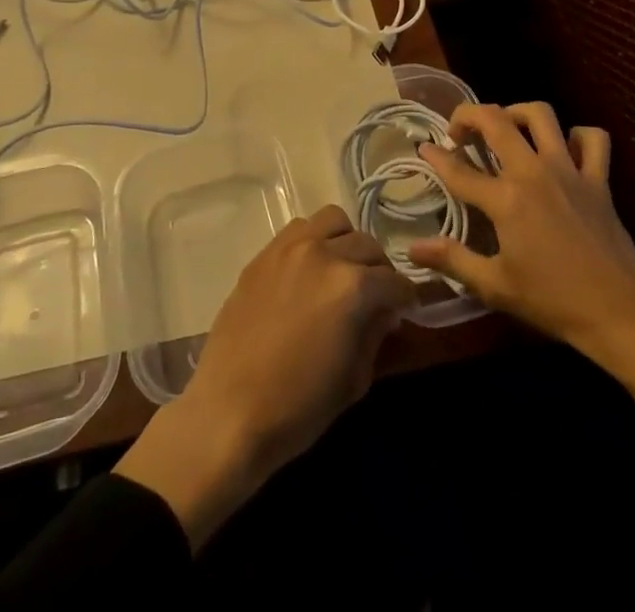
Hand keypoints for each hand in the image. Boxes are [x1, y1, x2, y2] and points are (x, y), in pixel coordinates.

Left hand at [114, 204, 413, 545]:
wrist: (228, 413)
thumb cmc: (298, 408)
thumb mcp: (354, 379)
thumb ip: (374, 334)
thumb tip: (384, 312)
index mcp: (351, 286)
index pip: (394, 280)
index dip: (406, 297)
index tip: (405, 308)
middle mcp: (323, 253)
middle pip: (367, 245)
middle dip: (379, 269)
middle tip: (376, 295)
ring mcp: (289, 248)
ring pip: (333, 221)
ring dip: (346, 243)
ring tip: (342, 271)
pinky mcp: (263, 254)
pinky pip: (299, 230)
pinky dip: (314, 241)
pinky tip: (310, 271)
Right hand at [407, 102, 634, 422]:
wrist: (619, 313)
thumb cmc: (552, 301)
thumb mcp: (495, 286)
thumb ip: (452, 260)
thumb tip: (413, 248)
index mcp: (506, 199)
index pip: (459, 170)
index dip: (436, 156)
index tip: (424, 148)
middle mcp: (534, 172)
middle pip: (496, 120)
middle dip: (469, 116)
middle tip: (460, 133)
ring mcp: (569, 170)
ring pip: (541, 115)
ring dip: (517, 113)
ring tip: (506, 128)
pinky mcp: (598, 179)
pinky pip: (592, 139)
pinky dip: (578, 135)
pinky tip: (564, 148)